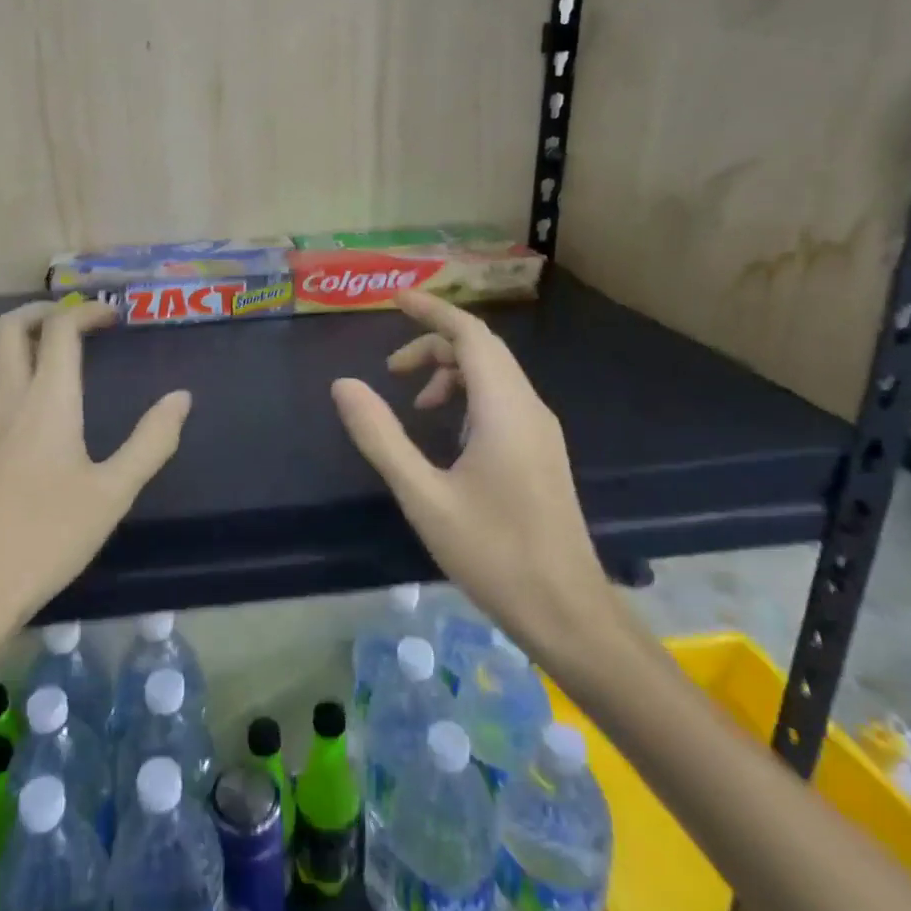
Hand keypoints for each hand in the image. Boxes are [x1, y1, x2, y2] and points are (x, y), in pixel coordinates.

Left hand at [0, 301, 191, 655]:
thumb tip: (181, 397)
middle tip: (74, 322)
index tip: (113, 316)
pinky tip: (25, 404)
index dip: (87, 312)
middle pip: (7, 327)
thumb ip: (151, 442)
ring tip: (45, 350)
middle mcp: (7, 401)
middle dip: (41, 311)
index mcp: (47, 403)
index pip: (60, 331)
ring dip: (12, 337)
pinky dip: (0, 370)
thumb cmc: (48, 538)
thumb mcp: (113, 494)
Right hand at [331, 291, 612, 660]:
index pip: (470, 334)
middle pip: (481, 350)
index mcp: (504, 408)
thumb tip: (344, 385)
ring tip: (415, 406)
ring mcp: (540, 431)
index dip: (432, 310)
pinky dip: (468, 397)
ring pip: (493, 376)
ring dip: (450, 374)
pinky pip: (502, 401)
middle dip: (433, 345)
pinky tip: (446, 434)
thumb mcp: (423, 496)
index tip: (395, 299)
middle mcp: (529, 408)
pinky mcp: (541, 452)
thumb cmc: (493, 552)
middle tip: (391, 371)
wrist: (566, 611)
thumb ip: (381, 437)